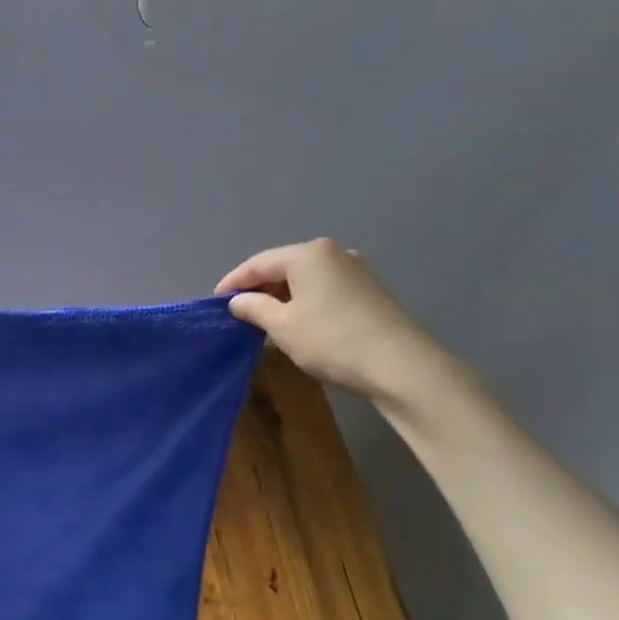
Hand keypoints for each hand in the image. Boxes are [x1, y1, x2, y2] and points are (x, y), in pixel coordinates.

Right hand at [216, 240, 443, 401]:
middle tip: (239, 311)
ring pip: (306, 279)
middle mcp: (333, 253)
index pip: (258, 263)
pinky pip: (326, 289)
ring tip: (266, 319)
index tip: (215, 301)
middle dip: (260, 288)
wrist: (403, 367)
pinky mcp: (372, 291)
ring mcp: (357, 270)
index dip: (233, 282)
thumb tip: (238, 301)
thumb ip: (254, 308)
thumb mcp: (282, 326)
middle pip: (283, 267)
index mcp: (307, 254)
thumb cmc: (332, 340)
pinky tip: (299, 322)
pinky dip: (306, 301)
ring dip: (283, 296)